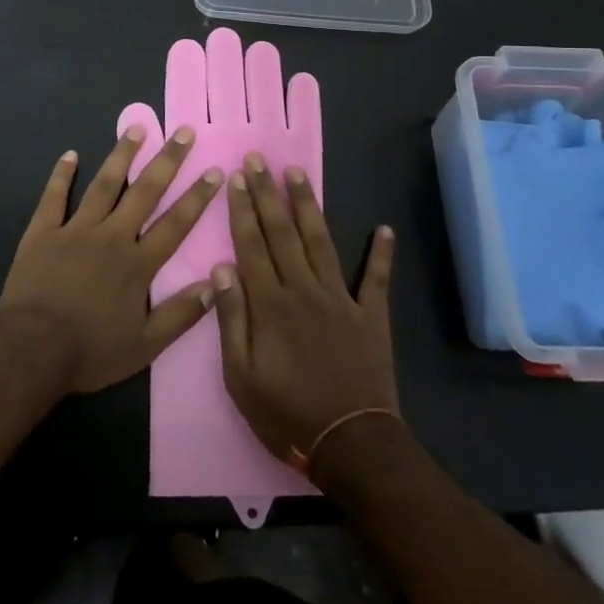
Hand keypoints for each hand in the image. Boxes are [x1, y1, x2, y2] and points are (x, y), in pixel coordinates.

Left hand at [0, 124, 224, 393]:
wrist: (32, 349)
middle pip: (144, 193)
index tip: (214, 170)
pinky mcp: (43, 232)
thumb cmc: (90, 351)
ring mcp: (75, 230)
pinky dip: (62, 175)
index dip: (197, 197)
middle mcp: (111, 237)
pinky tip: (70, 154)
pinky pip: (54, 197)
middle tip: (183, 132)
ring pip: (104, 185)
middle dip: (167, 161)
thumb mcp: (144, 346)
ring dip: (122, 155)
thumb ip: (180, 315)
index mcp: (137, 264)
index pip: (175, 224)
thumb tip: (215, 285)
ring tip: (136, 127)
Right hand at [212, 154, 398, 467]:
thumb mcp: (241, 377)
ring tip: (297, 174)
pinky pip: (377, 279)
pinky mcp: (371, 316)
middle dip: (268, 194)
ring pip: (321, 242)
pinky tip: (383, 229)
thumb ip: (231, 320)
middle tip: (259, 159)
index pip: (251, 245)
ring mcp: (341, 300)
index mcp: (270, 304)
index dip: (243, 210)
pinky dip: (381, 254)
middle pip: (282, 233)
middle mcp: (304, 290)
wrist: (351, 445)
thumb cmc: (286, 413)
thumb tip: (220, 269)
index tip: (237, 178)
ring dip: (308, 206)